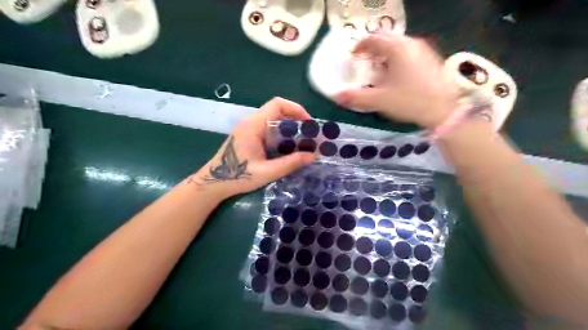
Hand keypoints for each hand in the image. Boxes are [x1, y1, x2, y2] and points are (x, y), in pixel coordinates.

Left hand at [189, 97, 316, 197]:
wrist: (214, 183)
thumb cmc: (237, 177)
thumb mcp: (267, 172)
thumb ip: (290, 163)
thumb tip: (312, 156)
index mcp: (254, 125)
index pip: (277, 104)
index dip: (296, 109)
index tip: (309, 123)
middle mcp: (251, 122)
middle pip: (277, 110)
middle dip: (295, 120)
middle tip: (308, 135)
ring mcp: (248, 128)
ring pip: (273, 119)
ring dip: (288, 127)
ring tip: (301, 142)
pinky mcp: (248, 135)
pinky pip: (268, 128)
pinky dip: (280, 133)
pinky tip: (287, 148)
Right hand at [337, 33, 455, 128]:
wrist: (444, 111)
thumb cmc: (410, 101)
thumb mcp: (379, 100)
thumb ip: (356, 97)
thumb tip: (337, 96)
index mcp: (396, 49)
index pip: (373, 39)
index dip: (360, 46)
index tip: (353, 56)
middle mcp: (411, 44)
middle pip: (387, 39)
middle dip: (373, 48)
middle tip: (364, 61)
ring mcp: (423, 50)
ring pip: (399, 45)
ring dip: (385, 53)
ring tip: (378, 68)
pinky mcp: (430, 60)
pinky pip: (409, 52)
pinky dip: (397, 58)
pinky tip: (396, 74)